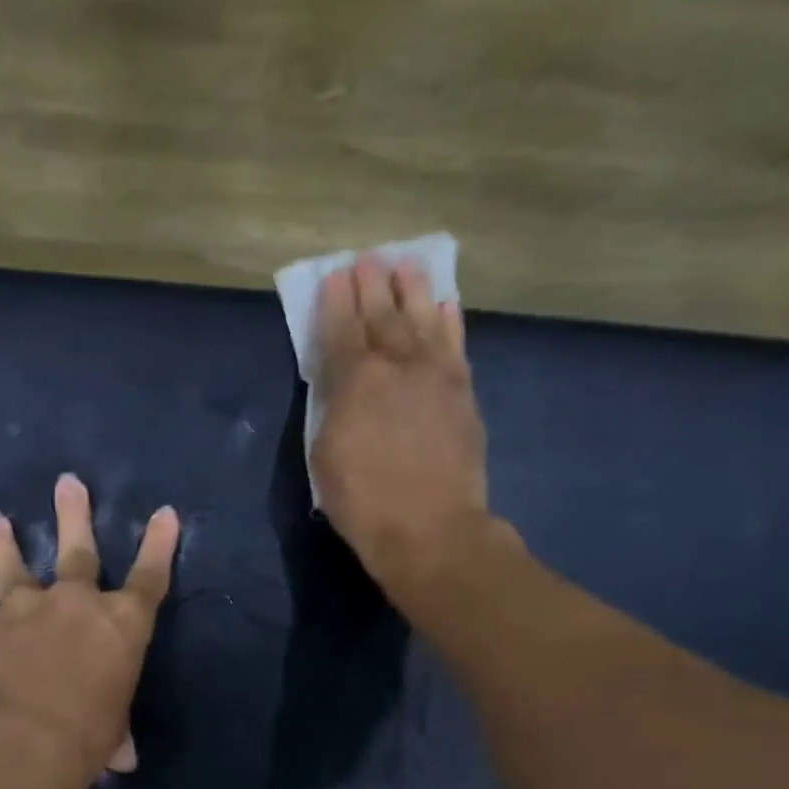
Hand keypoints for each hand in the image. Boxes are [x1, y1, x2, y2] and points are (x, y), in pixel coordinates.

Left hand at [0, 474, 180, 781]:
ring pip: (12, 565)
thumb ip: (115, 735)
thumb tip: (124, 758)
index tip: (165, 513)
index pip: (150, 578)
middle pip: (78, 549)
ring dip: (2, 542)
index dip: (160, 546)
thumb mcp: (111, 737)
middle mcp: (73, 604)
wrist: (19, 741)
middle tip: (67, 482)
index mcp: (120, 625)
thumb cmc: (85, 739)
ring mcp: (23, 609)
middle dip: (74, 514)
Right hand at [310, 255, 492, 609]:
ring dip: (413, 289)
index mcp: (356, 380)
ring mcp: (436, 375)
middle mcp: (398, 364)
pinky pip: (455, 345)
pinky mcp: (463, 393)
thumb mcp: (325, 457)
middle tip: (367, 259)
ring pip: (424, 318)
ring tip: (406, 265)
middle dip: (372, 284)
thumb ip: (331, 408)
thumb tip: (339, 381)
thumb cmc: (363, 502)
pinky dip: (449, 322)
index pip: (342, 329)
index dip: (336, 301)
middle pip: (383, 314)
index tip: (334, 276)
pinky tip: (445, 306)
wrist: (430, 529)